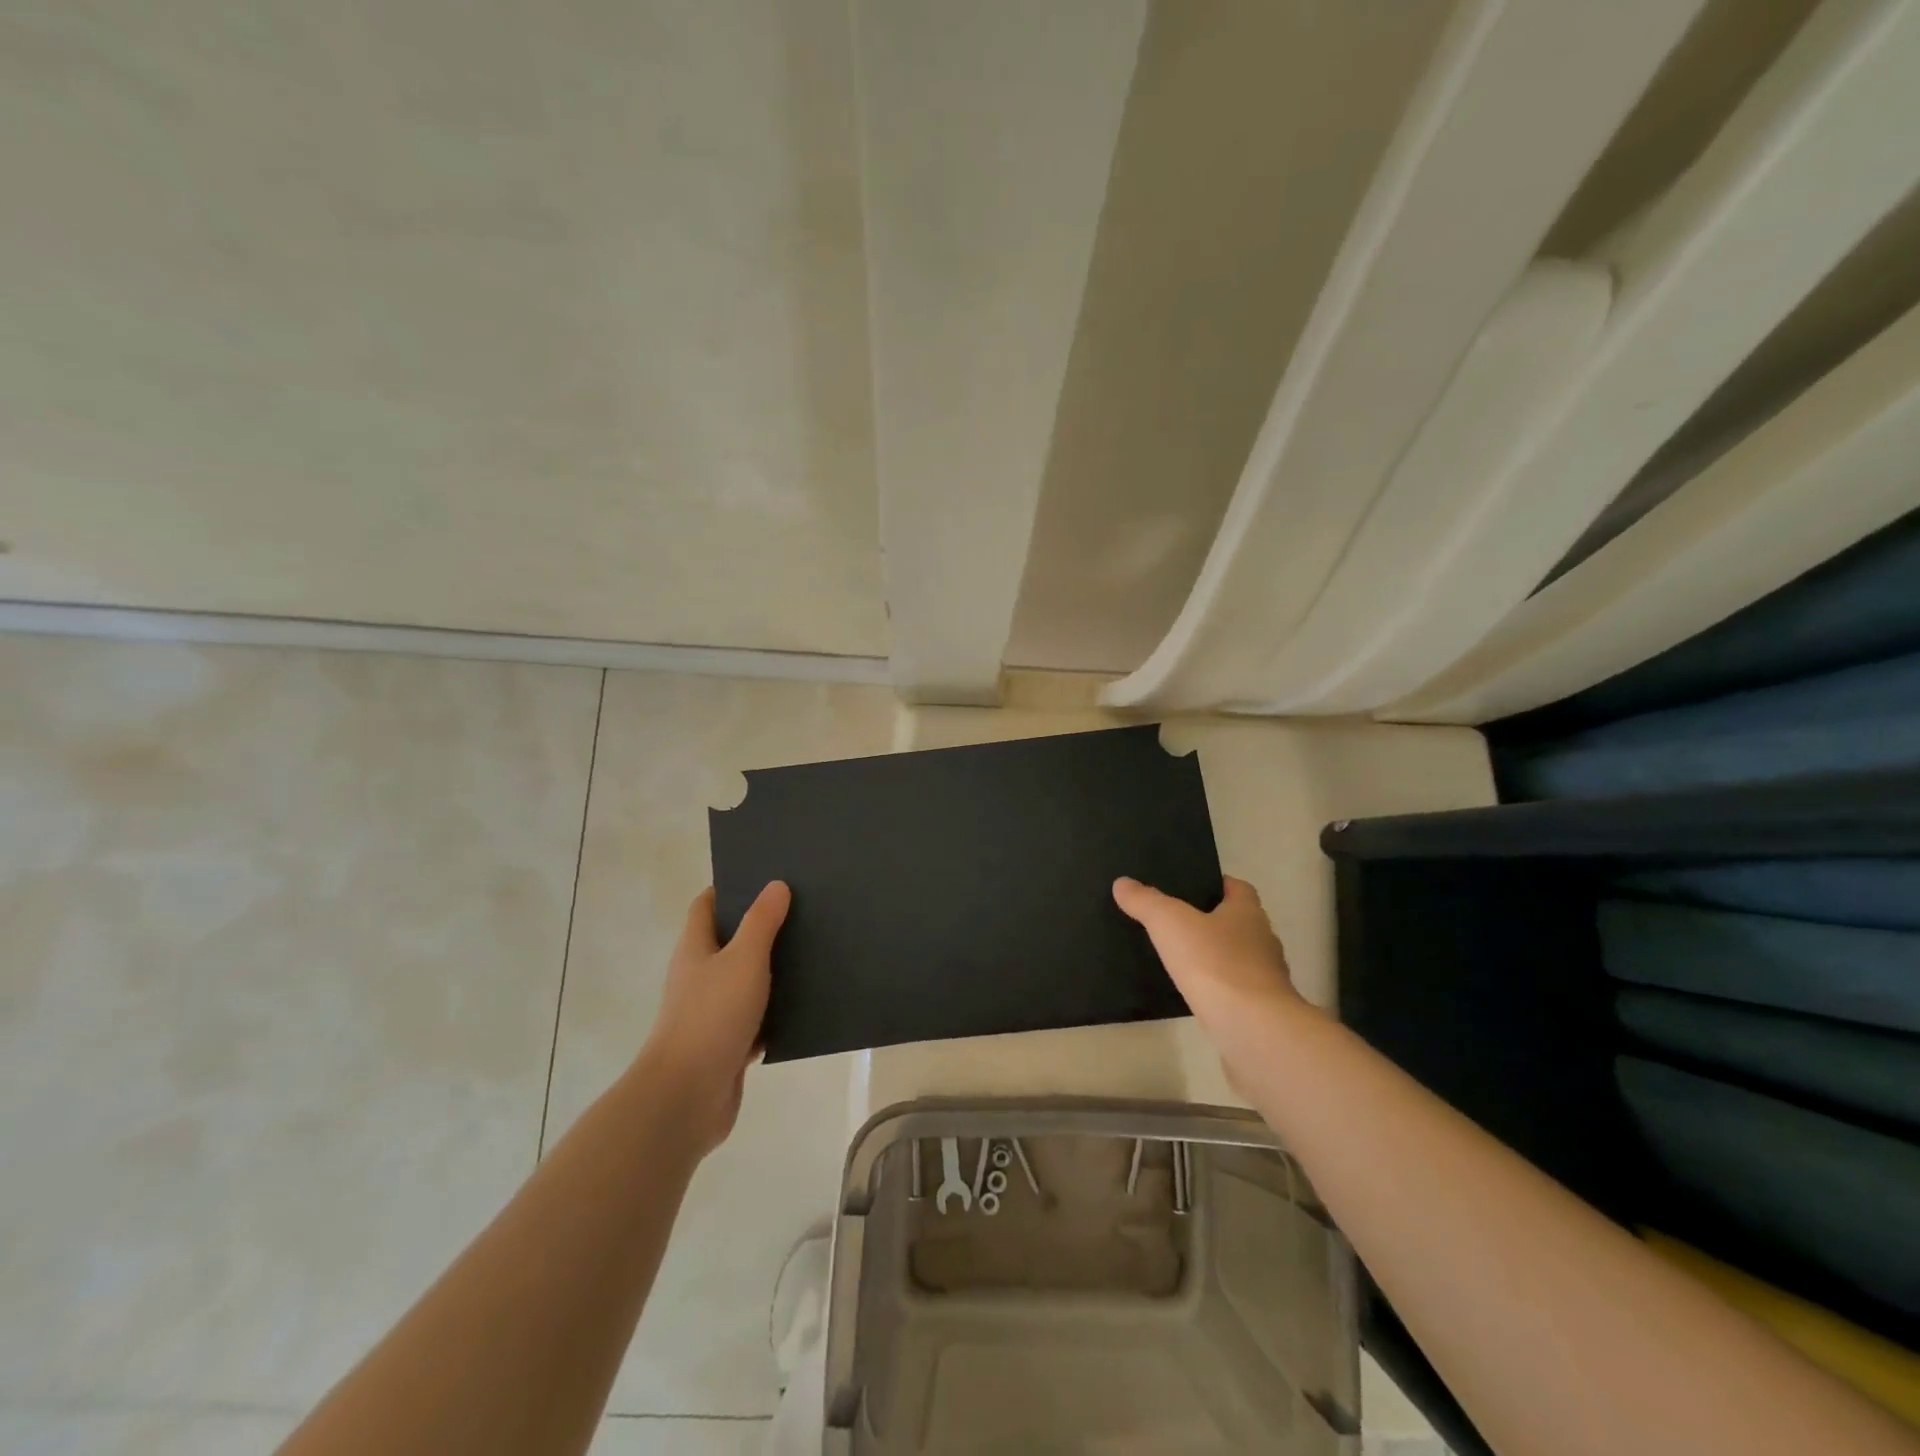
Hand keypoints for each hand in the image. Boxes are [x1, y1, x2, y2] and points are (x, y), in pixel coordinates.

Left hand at [638, 881, 790, 1155]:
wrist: (686, 1097)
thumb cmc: (712, 1017)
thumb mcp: (743, 960)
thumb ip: (761, 922)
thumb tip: (776, 884)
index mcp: (695, 949)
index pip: (706, 906)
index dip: (730, 888)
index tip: (766, 877)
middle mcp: (699, 976)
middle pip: (728, 941)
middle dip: (760, 927)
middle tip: (802, 911)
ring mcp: (711, 1012)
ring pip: (745, 980)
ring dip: (772, 969)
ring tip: (813, 951)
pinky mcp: (727, 1044)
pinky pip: (756, 1018)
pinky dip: (776, 1011)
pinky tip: (807, 1004)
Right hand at [1113, 875, 1310, 1068]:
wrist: (1254, 1030)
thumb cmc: (1215, 963)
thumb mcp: (1170, 922)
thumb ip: (1146, 901)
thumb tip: (1122, 882)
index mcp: (1248, 913)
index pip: (1238, 888)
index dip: (1215, 884)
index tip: (1188, 888)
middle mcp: (1262, 941)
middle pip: (1237, 923)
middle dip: (1211, 922)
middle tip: (1174, 923)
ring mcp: (1265, 979)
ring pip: (1236, 959)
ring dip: (1214, 958)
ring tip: (1177, 960)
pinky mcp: (1260, 1012)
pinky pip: (1234, 992)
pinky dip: (1216, 990)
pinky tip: (1192, 994)